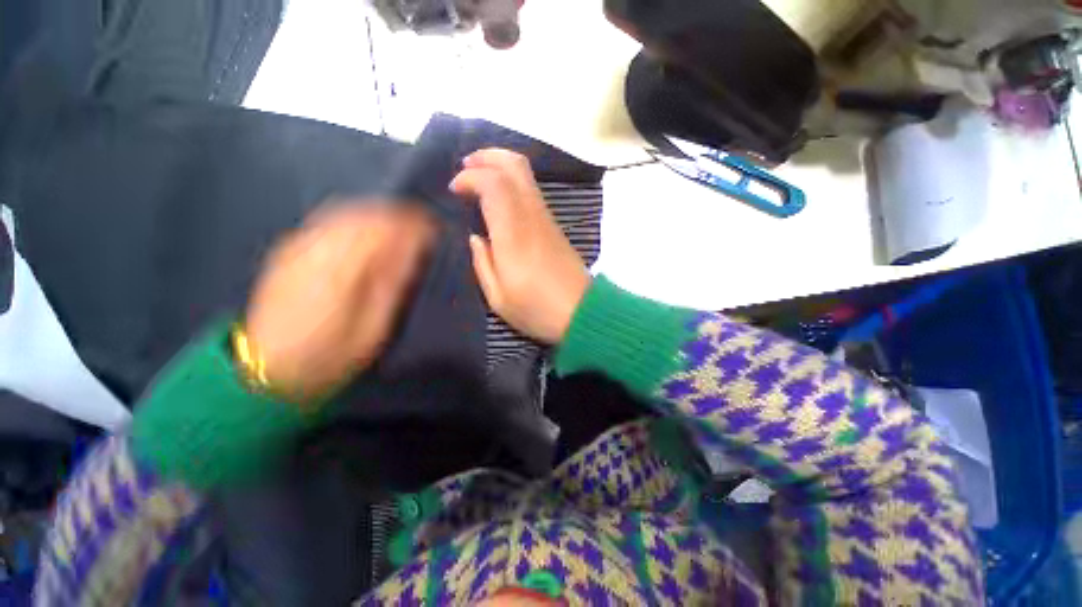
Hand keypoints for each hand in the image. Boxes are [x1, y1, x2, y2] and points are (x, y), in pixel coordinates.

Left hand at [244, 202, 433, 401]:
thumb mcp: (372, 328)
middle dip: (399, 215)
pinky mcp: (290, 249)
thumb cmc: (329, 354)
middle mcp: (317, 250)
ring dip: (379, 213)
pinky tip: (370, 227)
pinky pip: (330, 220)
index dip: (412, 226)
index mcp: (340, 271)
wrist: (267, 367)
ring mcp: (299, 246)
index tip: (434, 229)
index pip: (383, 231)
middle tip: (423, 224)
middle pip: (365, 215)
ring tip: (403, 223)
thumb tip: (412, 252)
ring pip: (346, 212)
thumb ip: (392, 285)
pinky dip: (357, 218)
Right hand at [451, 149, 589, 343]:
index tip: (454, 189)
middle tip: (465, 165)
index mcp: (514, 234)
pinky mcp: (554, 227)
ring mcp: (547, 219)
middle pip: (516, 166)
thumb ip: (482, 263)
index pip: (494, 184)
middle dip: (488, 156)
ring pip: (527, 176)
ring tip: (478, 177)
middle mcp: (532, 217)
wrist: (582, 313)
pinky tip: (499, 199)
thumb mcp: (498, 297)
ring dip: (500, 167)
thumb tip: (476, 237)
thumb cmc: (537, 309)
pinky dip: (512, 183)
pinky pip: (532, 192)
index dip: (471, 176)